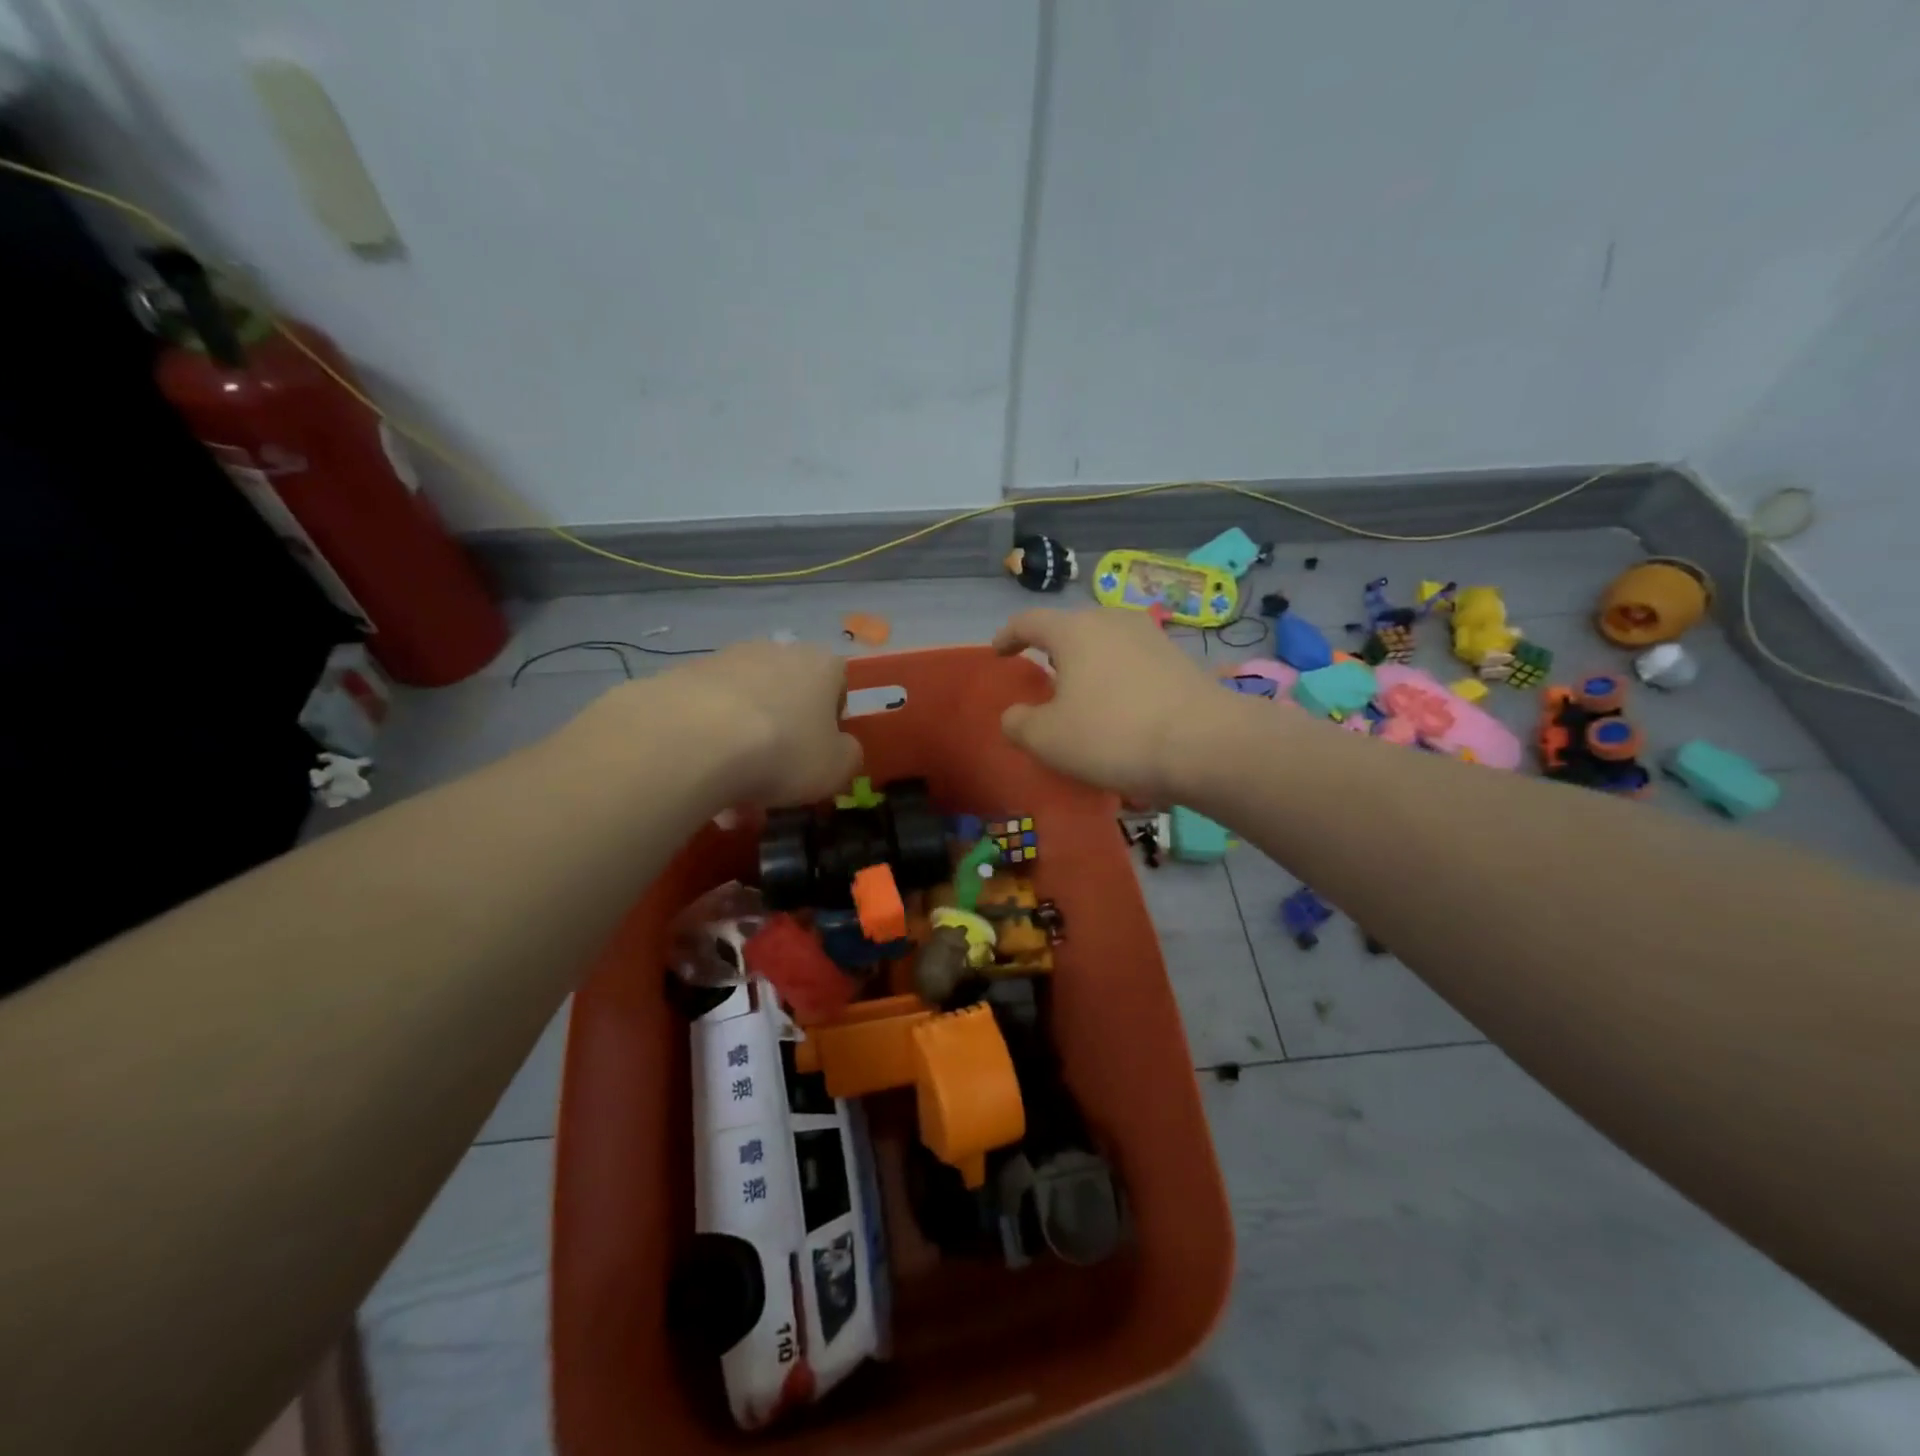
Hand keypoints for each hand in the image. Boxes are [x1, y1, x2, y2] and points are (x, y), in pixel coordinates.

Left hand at [585, 641, 862, 807]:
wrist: (692, 740)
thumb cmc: (783, 750)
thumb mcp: (836, 768)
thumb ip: (848, 756)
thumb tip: (841, 749)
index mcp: (820, 664)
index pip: (837, 682)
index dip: (832, 720)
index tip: (819, 753)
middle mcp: (773, 651)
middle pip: (786, 698)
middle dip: (781, 740)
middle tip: (774, 783)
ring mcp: (723, 661)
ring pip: (742, 712)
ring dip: (741, 752)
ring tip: (729, 802)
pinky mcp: (679, 678)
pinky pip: (704, 719)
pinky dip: (706, 749)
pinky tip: (700, 785)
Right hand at [993, 608, 1218, 802]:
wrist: (1204, 743)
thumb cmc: (1112, 734)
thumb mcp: (1048, 739)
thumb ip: (1019, 723)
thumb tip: (1014, 715)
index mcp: (1074, 630)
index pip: (1029, 621)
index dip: (1008, 636)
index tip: (999, 652)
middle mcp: (1112, 621)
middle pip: (1072, 627)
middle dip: (1053, 650)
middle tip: (1044, 677)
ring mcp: (1151, 636)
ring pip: (1106, 642)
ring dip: (1089, 663)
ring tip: (1084, 692)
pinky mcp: (1180, 658)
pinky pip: (1134, 661)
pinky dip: (1119, 677)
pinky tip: (1122, 707)